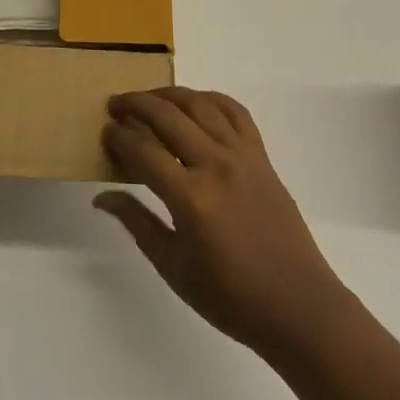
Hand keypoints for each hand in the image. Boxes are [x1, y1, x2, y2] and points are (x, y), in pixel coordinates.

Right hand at [95, 87, 353, 358]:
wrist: (297, 305)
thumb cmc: (231, 297)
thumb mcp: (174, 269)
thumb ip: (138, 223)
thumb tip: (102, 197)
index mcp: (190, 198)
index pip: (144, 151)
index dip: (119, 137)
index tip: (105, 131)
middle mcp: (215, 165)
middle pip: (168, 116)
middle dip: (136, 104)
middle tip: (116, 105)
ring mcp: (241, 155)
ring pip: (199, 104)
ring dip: (168, 94)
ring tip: (148, 98)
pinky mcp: (261, 155)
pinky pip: (234, 111)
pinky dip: (210, 98)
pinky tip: (195, 103)